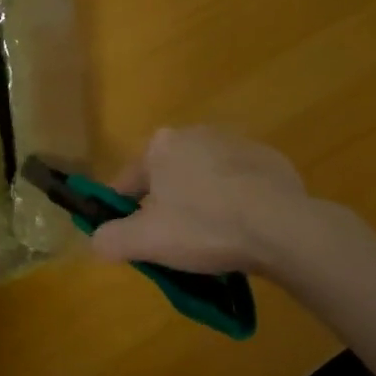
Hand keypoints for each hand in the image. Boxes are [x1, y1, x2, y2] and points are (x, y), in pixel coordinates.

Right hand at [90, 127, 313, 276]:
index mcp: (161, 145)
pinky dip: (237, 202)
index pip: (129, 180)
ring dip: (203, 201)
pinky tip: (244, 230)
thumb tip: (95, 240)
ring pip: (206, 178)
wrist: (280, 226)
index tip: (130, 236)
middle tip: (175, 242)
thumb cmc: (204, 226)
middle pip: (169, 176)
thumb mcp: (147, 241)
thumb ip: (111, 238)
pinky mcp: (270, 159)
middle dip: (168, 204)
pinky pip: (241, 184)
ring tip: (212, 239)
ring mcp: (236, 143)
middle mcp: (196, 133)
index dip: (123, 210)